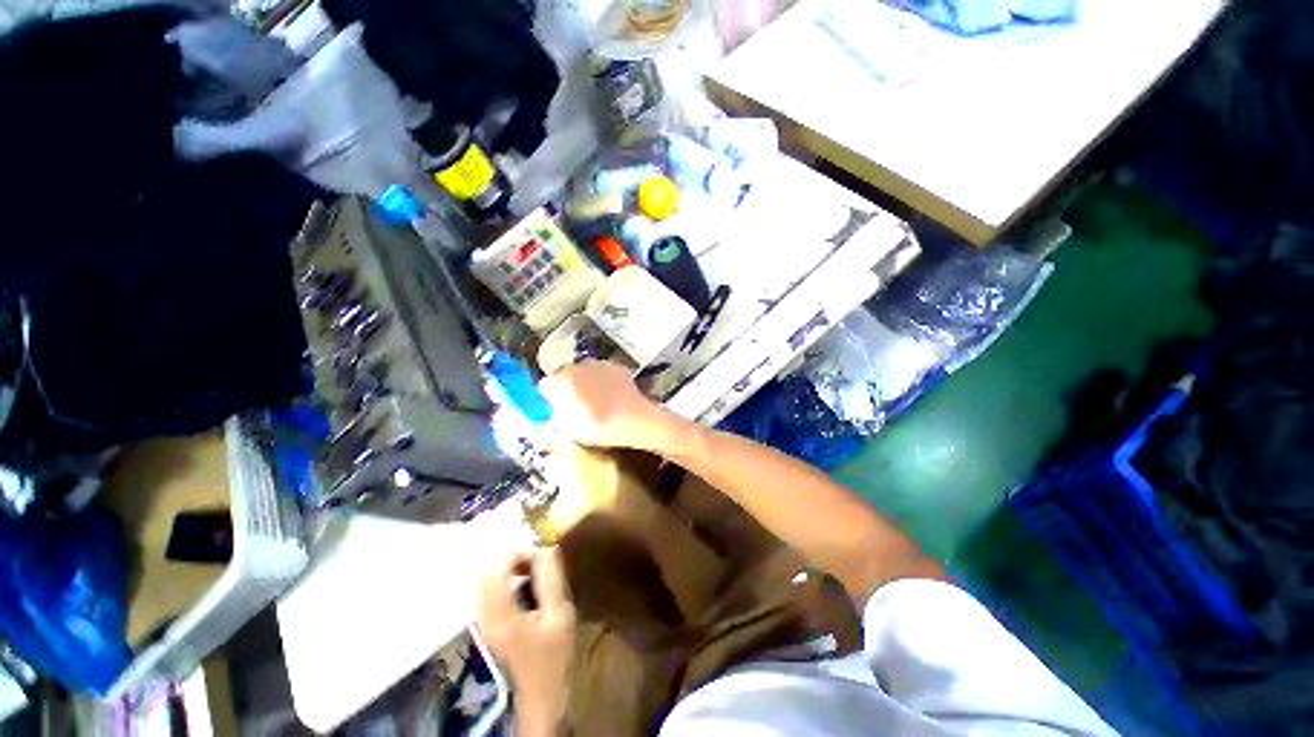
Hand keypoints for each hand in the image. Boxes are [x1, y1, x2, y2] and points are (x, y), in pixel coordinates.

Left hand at [477, 548, 575, 735]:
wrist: (541, 694)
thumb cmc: (553, 656)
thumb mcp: (559, 615)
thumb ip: (551, 580)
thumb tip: (546, 549)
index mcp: (500, 614)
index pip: (497, 568)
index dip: (518, 553)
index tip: (540, 555)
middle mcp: (484, 615)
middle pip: (489, 571)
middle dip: (513, 559)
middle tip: (538, 562)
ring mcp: (484, 621)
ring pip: (489, 580)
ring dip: (510, 569)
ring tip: (535, 571)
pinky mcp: (489, 624)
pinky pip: (492, 591)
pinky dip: (508, 581)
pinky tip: (527, 587)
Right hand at [539, 361, 679, 451]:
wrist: (635, 419)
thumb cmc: (597, 426)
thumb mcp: (568, 428)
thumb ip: (556, 414)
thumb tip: (555, 407)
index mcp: (563, 379)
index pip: (546, 384)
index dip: (550, 397)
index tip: (556, 407)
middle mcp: (579, 365)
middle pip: (565, 374)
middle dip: (568, 386)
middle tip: (575, 405)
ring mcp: (600, 363)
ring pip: (585, 371)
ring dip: (586, 382)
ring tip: (596, 400)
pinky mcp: (617, 366)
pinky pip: (603, 372)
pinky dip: (603, 381)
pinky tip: (611, 396)